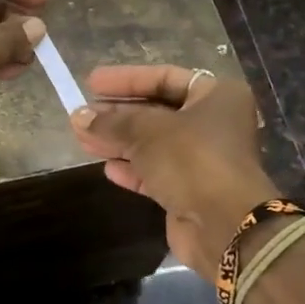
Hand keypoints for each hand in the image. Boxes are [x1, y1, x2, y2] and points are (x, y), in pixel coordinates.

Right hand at [71, 66, 275, 275]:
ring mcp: (204, 160)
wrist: (225, 225)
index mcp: (216, 97)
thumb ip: (111, 122)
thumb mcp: (146, 132)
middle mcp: (214, 124)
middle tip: (83, 113)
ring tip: (82, 138)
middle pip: (158, 111)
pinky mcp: (192, 191)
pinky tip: (107, 167)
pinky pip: (157, 172)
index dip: (127, 79)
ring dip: (119, 141)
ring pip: (154, 144)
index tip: (92, 82)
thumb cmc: (191, 159)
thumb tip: (79, 115)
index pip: (164, 78)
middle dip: (118, 113)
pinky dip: (132, 168)